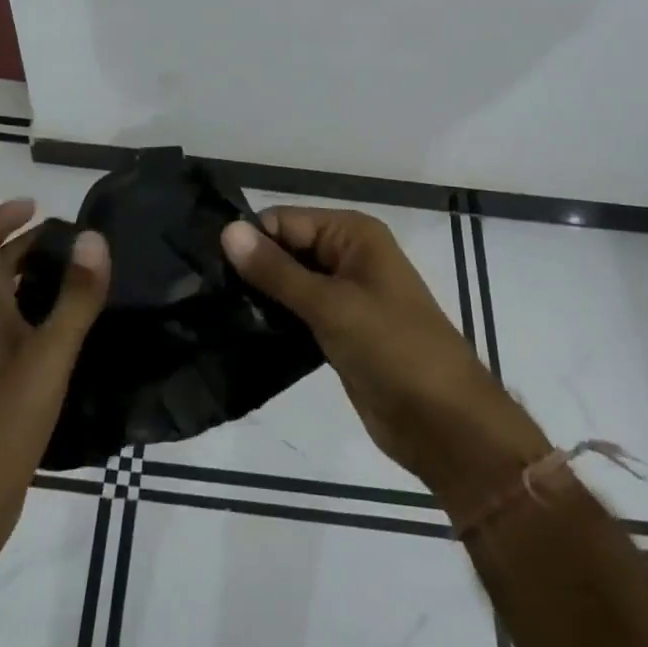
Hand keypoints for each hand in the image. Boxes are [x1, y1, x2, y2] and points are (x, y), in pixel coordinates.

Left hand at [0, 199, 109, 541]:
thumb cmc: (5, 420)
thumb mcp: (50, 354)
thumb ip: (75, 298)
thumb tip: (93, 238)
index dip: (2, 217)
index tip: (37, 204)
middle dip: (24, 245)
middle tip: (70, 242)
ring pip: (1, 303)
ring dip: (30, 280)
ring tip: (75, 280)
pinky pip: (11, 333)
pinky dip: (34, 315)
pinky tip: (66, 336)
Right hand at [222, 208, 548, 514]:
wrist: (445, 425)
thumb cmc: (394, 350)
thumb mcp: (331, 305)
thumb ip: (276, 270)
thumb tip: (227, 230)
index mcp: (352, 234)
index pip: (283, 221)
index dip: (249, 241)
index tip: (206, 268)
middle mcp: (347, 255)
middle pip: (285, 248)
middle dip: (251, 269)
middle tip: (202, 293)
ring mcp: (343, 295)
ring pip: (288, 283)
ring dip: (259, 297)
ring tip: (213, 312)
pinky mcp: (337, 330)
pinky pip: (297, 313)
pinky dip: (274, 320)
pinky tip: (240, 331)